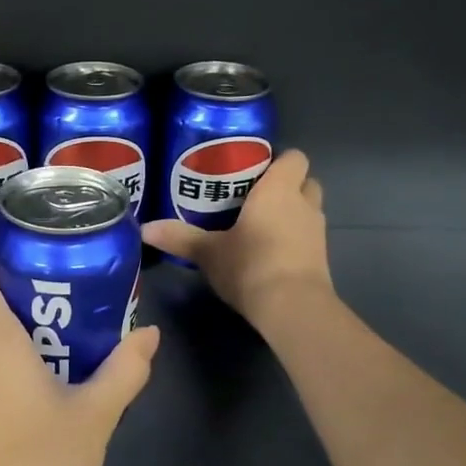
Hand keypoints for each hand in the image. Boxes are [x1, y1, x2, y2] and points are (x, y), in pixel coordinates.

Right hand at [142, 148, 330, 326]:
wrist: (292, 308)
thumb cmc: (250, 265)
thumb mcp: (208, 252)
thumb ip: (179, 237)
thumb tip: (145, 229)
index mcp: (279, 190)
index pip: (294, 157)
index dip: (278, 161)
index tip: (253, 171)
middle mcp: (304, 204)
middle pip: (306, 182)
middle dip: (286, 186)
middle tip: (254, 198)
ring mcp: (317, 232)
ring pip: (308, 211)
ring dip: (290, 214)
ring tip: (258, 226)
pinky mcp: (320, 259)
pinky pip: (307, 238)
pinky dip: (293, 240)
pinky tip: (268, 253)